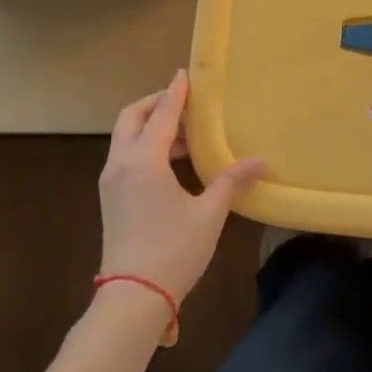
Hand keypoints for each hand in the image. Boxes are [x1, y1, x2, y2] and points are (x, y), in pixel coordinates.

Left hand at [98, 71, 266, 309]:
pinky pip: (126, 158)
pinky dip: (146, 148)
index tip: (185, 74)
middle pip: (130, 119)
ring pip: (126, 139)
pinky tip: (173, 163)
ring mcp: (111, 183)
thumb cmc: (174, 249)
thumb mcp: (209, 213)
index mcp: (143, 161)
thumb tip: (260, 161)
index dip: (175, 93)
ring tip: (186, 134)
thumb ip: (231, 181)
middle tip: (183, 101)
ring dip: (150, 127)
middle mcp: (120, 165)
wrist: (134, 297)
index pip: (160, 114)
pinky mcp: (112, 200)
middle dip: (154, 104)